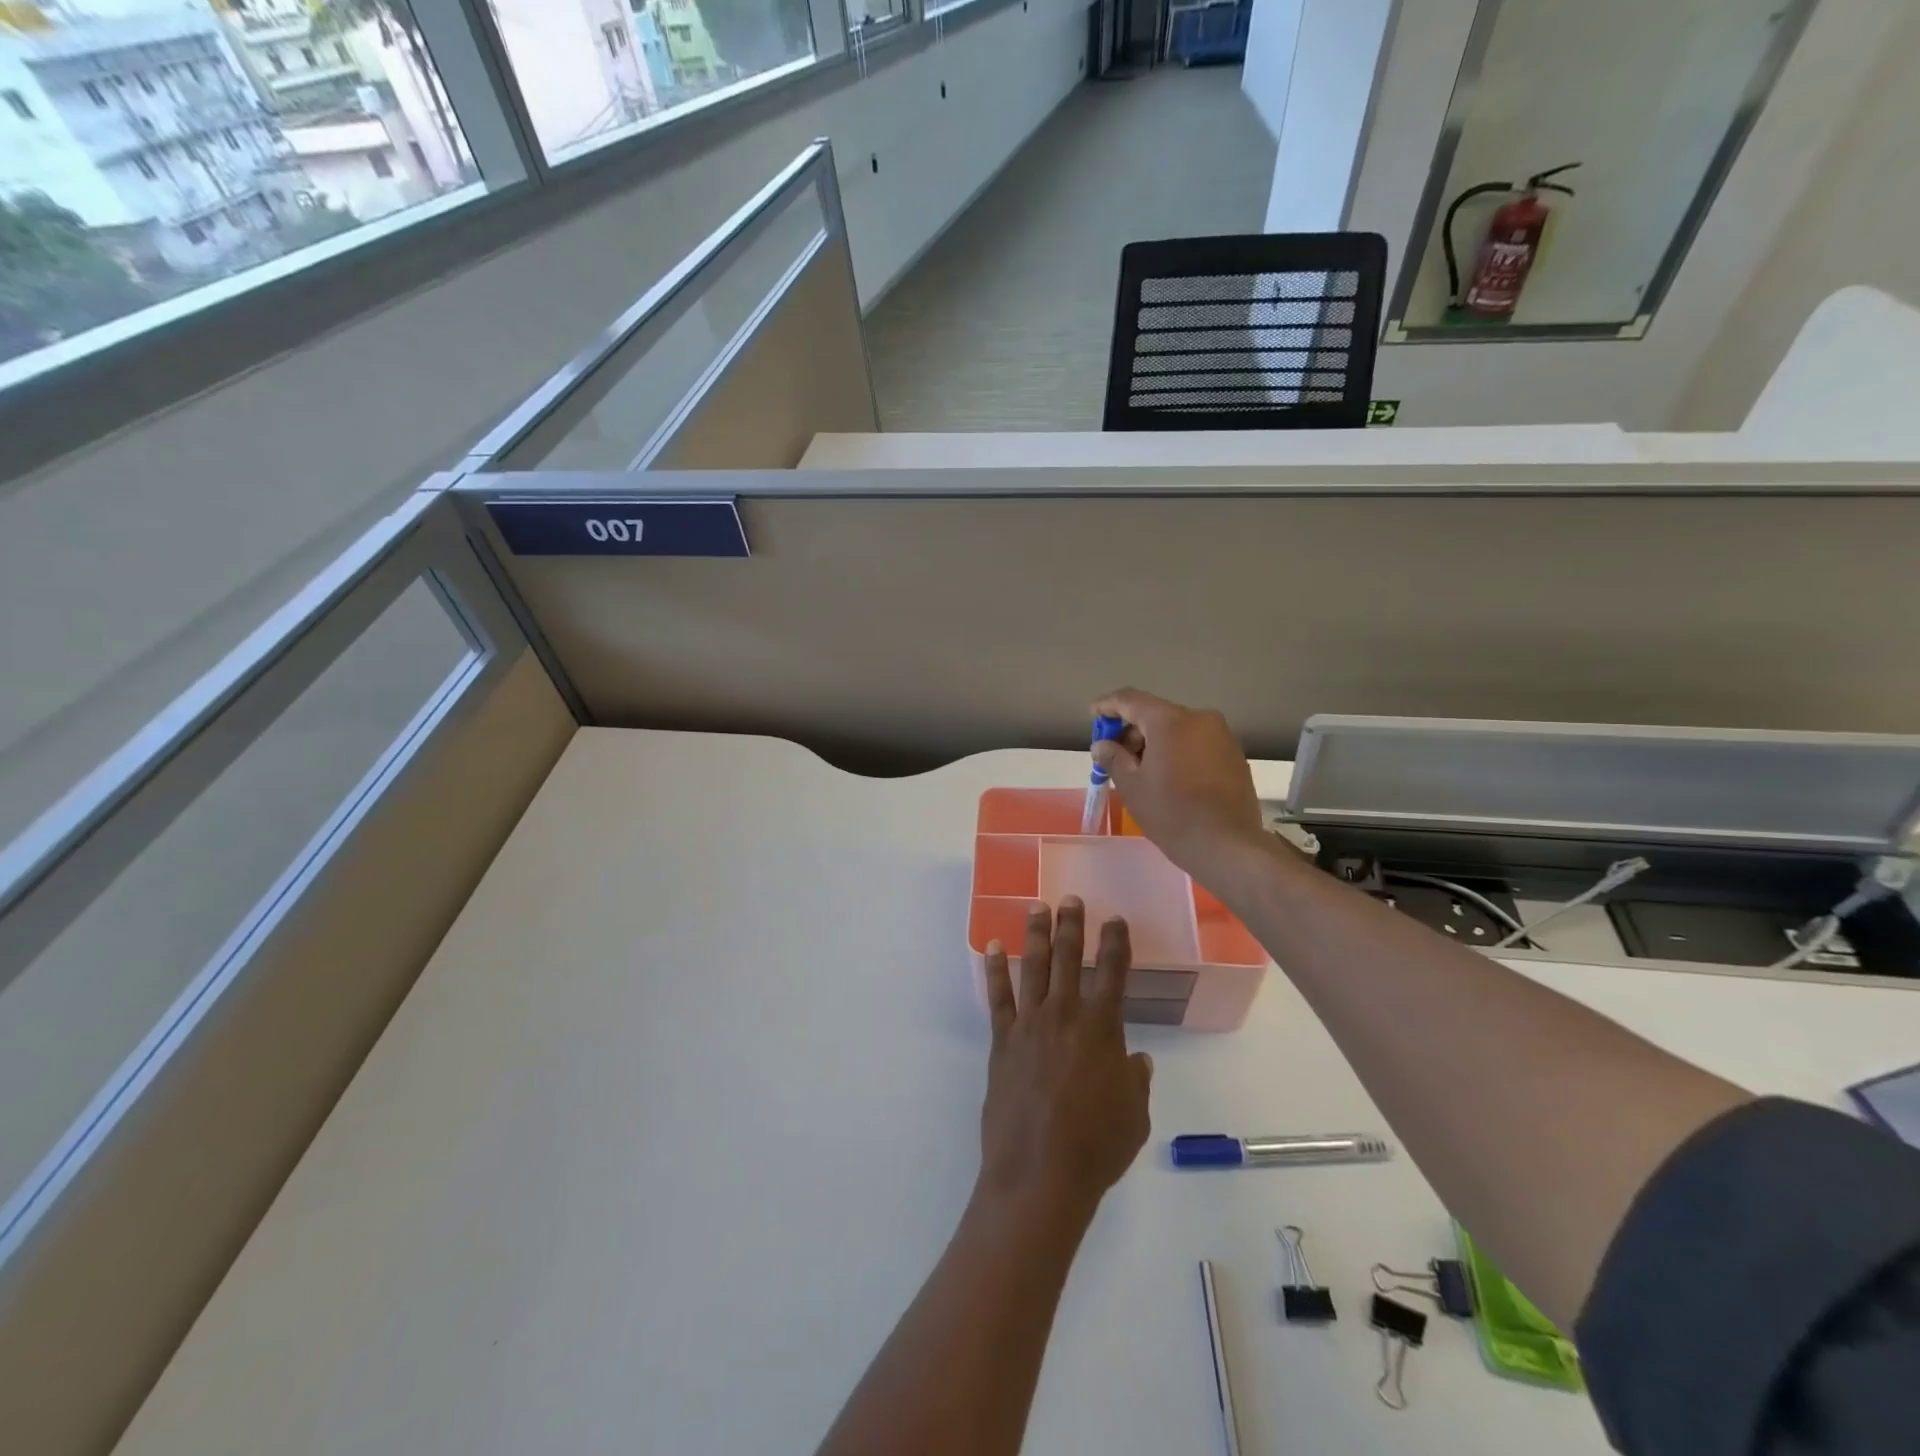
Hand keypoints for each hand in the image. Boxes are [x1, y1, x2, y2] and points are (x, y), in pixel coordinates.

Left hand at [979, 899, 1152, 1222]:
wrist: (1039, 1174)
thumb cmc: (1096, 1147)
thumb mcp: (1134, 1116)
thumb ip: (1136, 1082)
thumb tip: (1139, 1060)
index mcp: (1102, 1029)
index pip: (1112, 973)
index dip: (1115, 943)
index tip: (1115, 920)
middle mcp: (1065, 1015)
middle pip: (1067, 959)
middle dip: (1071, 925)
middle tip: (1070, 898)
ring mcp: (1029, 1025)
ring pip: (1033, 968)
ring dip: (1035, 935)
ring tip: (1036, 907)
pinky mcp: (1002, 1041)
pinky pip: (998, 998)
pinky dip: (994, 970)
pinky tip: (992, 948)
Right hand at [1090, 688, 1267, 880]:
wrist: (1227, 845)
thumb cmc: (1172, 814)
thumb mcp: (1132, 786)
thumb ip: (1113, 758)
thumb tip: (1102, 745)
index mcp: (1170, 721)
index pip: (1130, 700)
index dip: (1108, 706)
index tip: (1093, 716)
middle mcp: (1199, 718)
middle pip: (1156, 713)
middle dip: (1132, 730)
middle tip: (1114, 755)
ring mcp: (1221, 735)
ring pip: (1178, 728)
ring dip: (1155, 741)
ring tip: (1140, 770)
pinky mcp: (1234, 754)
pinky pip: (1197, 742)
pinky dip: (1177, 750)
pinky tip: (1169, 776)